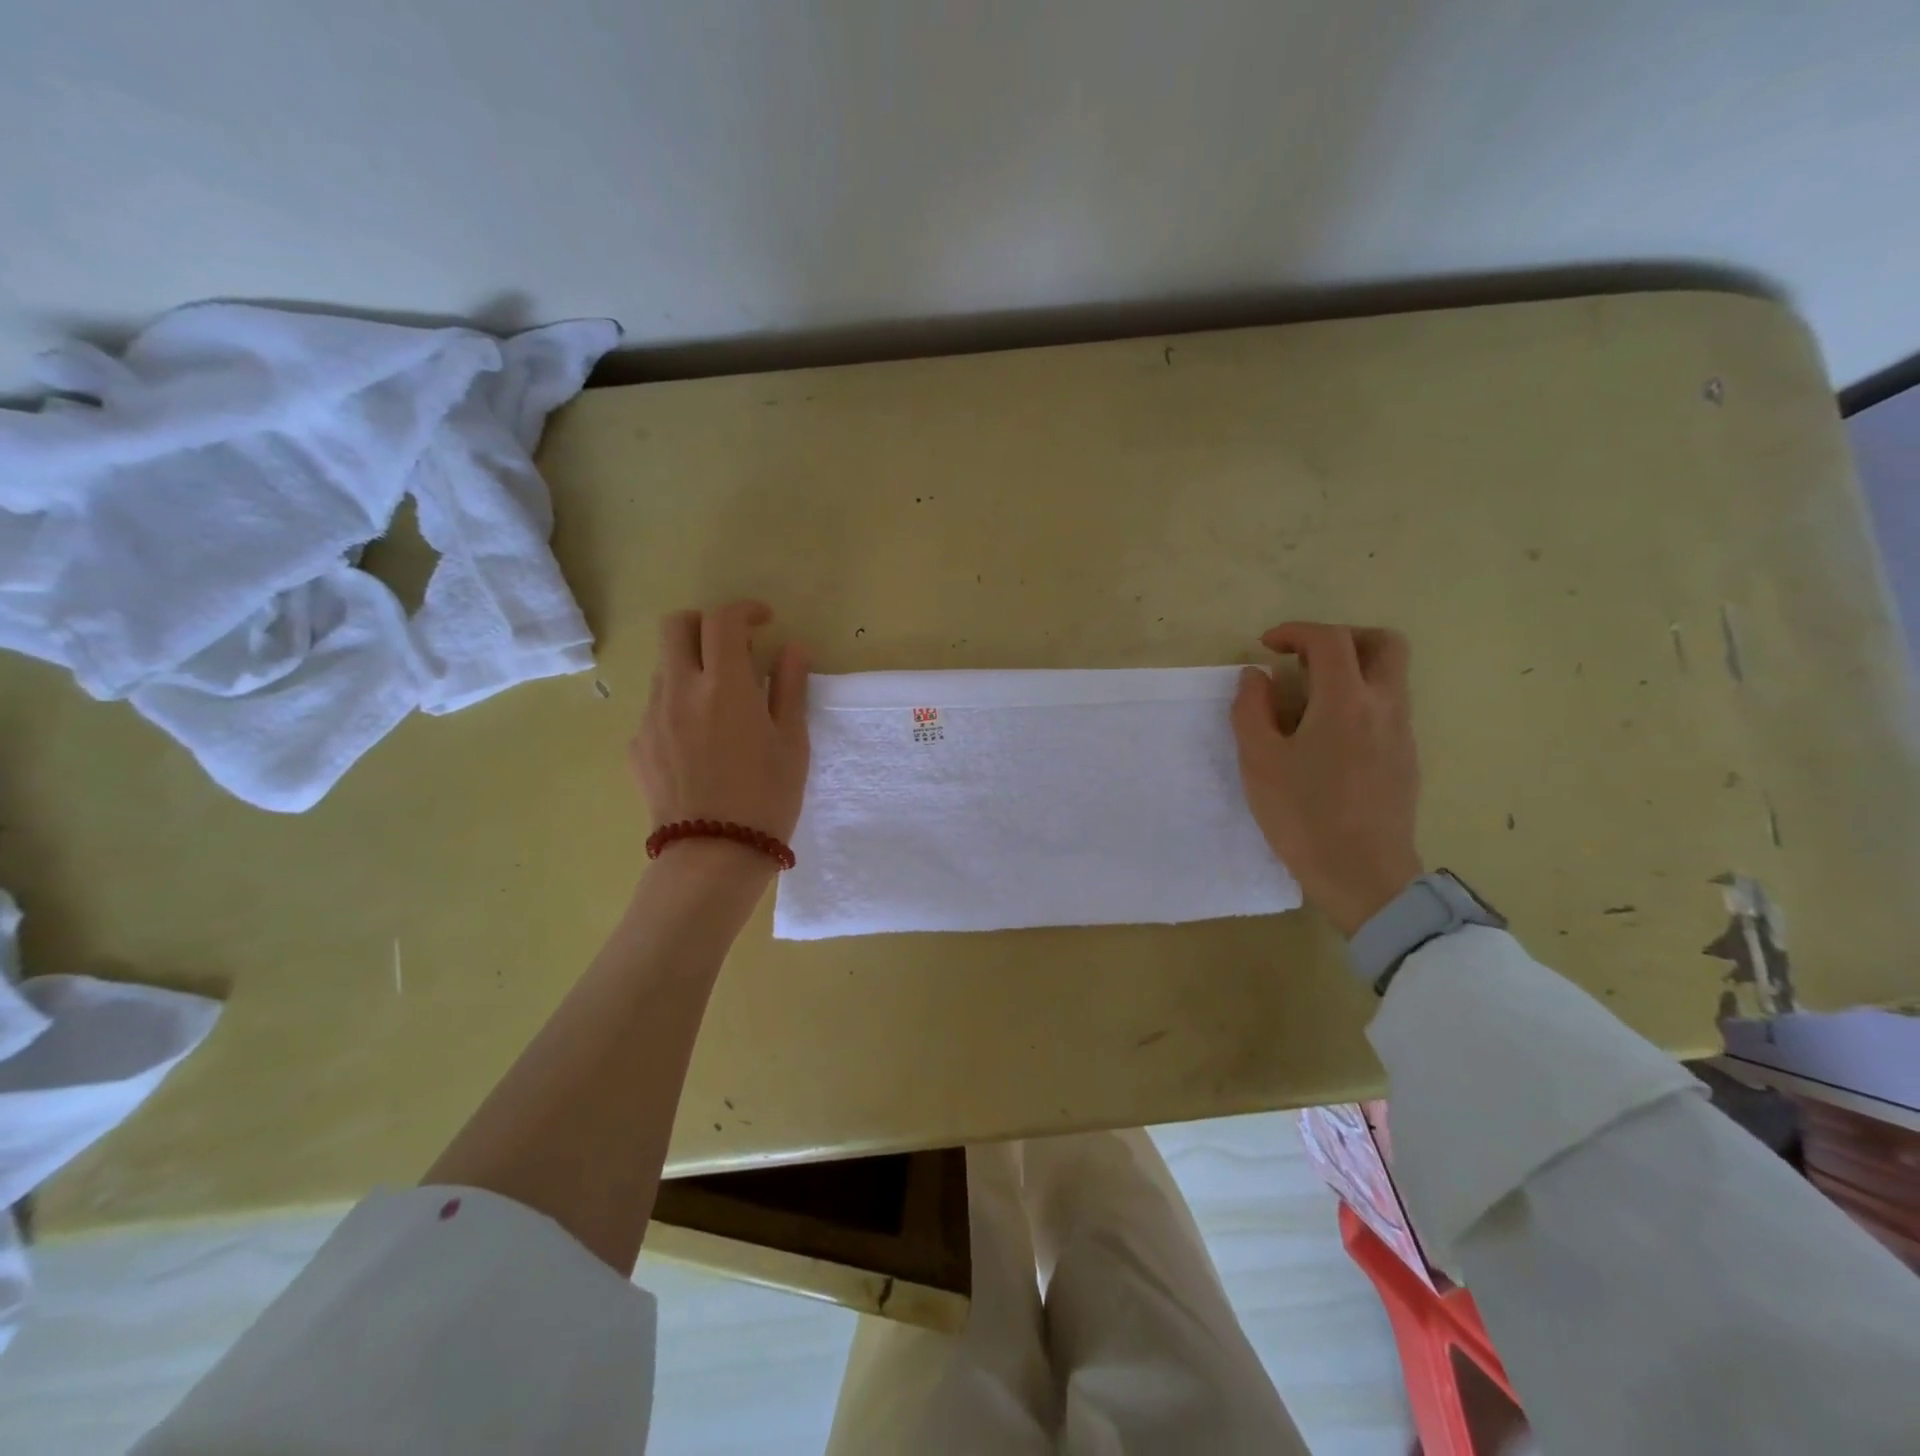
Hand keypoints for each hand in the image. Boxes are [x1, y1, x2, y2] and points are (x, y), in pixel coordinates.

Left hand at [631, 601, 810, 854]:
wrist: (713, 855)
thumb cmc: (766, 798)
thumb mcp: (792, 743)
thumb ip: (790, 688)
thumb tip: (792, 649)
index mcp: (725, 686)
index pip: (723, 620)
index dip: (745, 610)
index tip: (764, 621)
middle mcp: (680, 691)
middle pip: (676, 626)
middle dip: (705, 624)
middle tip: (732, 647)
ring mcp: (651, 718)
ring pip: (664, 667)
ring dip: (692, 666)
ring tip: (720, 702)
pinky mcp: (637, 746)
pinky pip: (656, 707)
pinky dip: (679, 704)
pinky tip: (700, 741)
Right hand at [1231, 622, 1422, 937]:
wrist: (1364, 875)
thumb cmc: (1304, 816)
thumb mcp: (1259, 762)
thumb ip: (1251, 710)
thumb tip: (1255, 677)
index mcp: (1346, 701)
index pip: (1330, 640)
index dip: (1296, 631)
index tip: (1267, 646)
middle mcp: (1385, 706)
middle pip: (1384, 643)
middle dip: (1342, 638)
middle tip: (1305, 659)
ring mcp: (1402, 733)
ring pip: (1391, 675)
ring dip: (1353, 669)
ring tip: (1309, 700)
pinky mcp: (1406, 758)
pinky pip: (1388, 707)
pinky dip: (1360, 700)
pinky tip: (1328, 736)